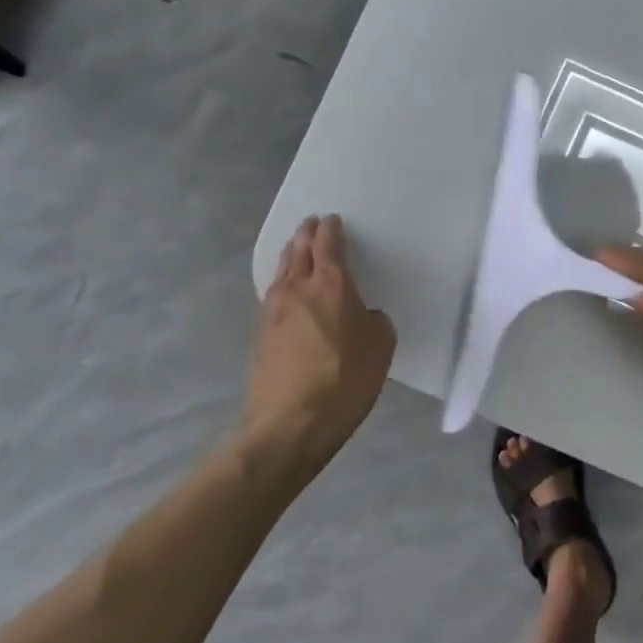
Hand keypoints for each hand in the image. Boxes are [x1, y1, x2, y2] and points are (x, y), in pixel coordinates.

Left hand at [242, 214, 395, 463]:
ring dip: (291, 254)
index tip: (332, 219)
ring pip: (281, 270)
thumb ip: (374, 321)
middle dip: (306, 234)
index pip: (328, 245)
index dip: (331, 229)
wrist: (289, 423)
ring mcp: (273, 311)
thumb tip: (362, 315)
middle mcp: (298, 289)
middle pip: (298, 250)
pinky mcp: (261, 334)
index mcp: (332, 286)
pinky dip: (283, 281)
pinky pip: (274, 293)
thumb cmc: (345, 381)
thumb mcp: (381, 347)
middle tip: (311, 224)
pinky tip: (287, 289)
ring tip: (297, 248)